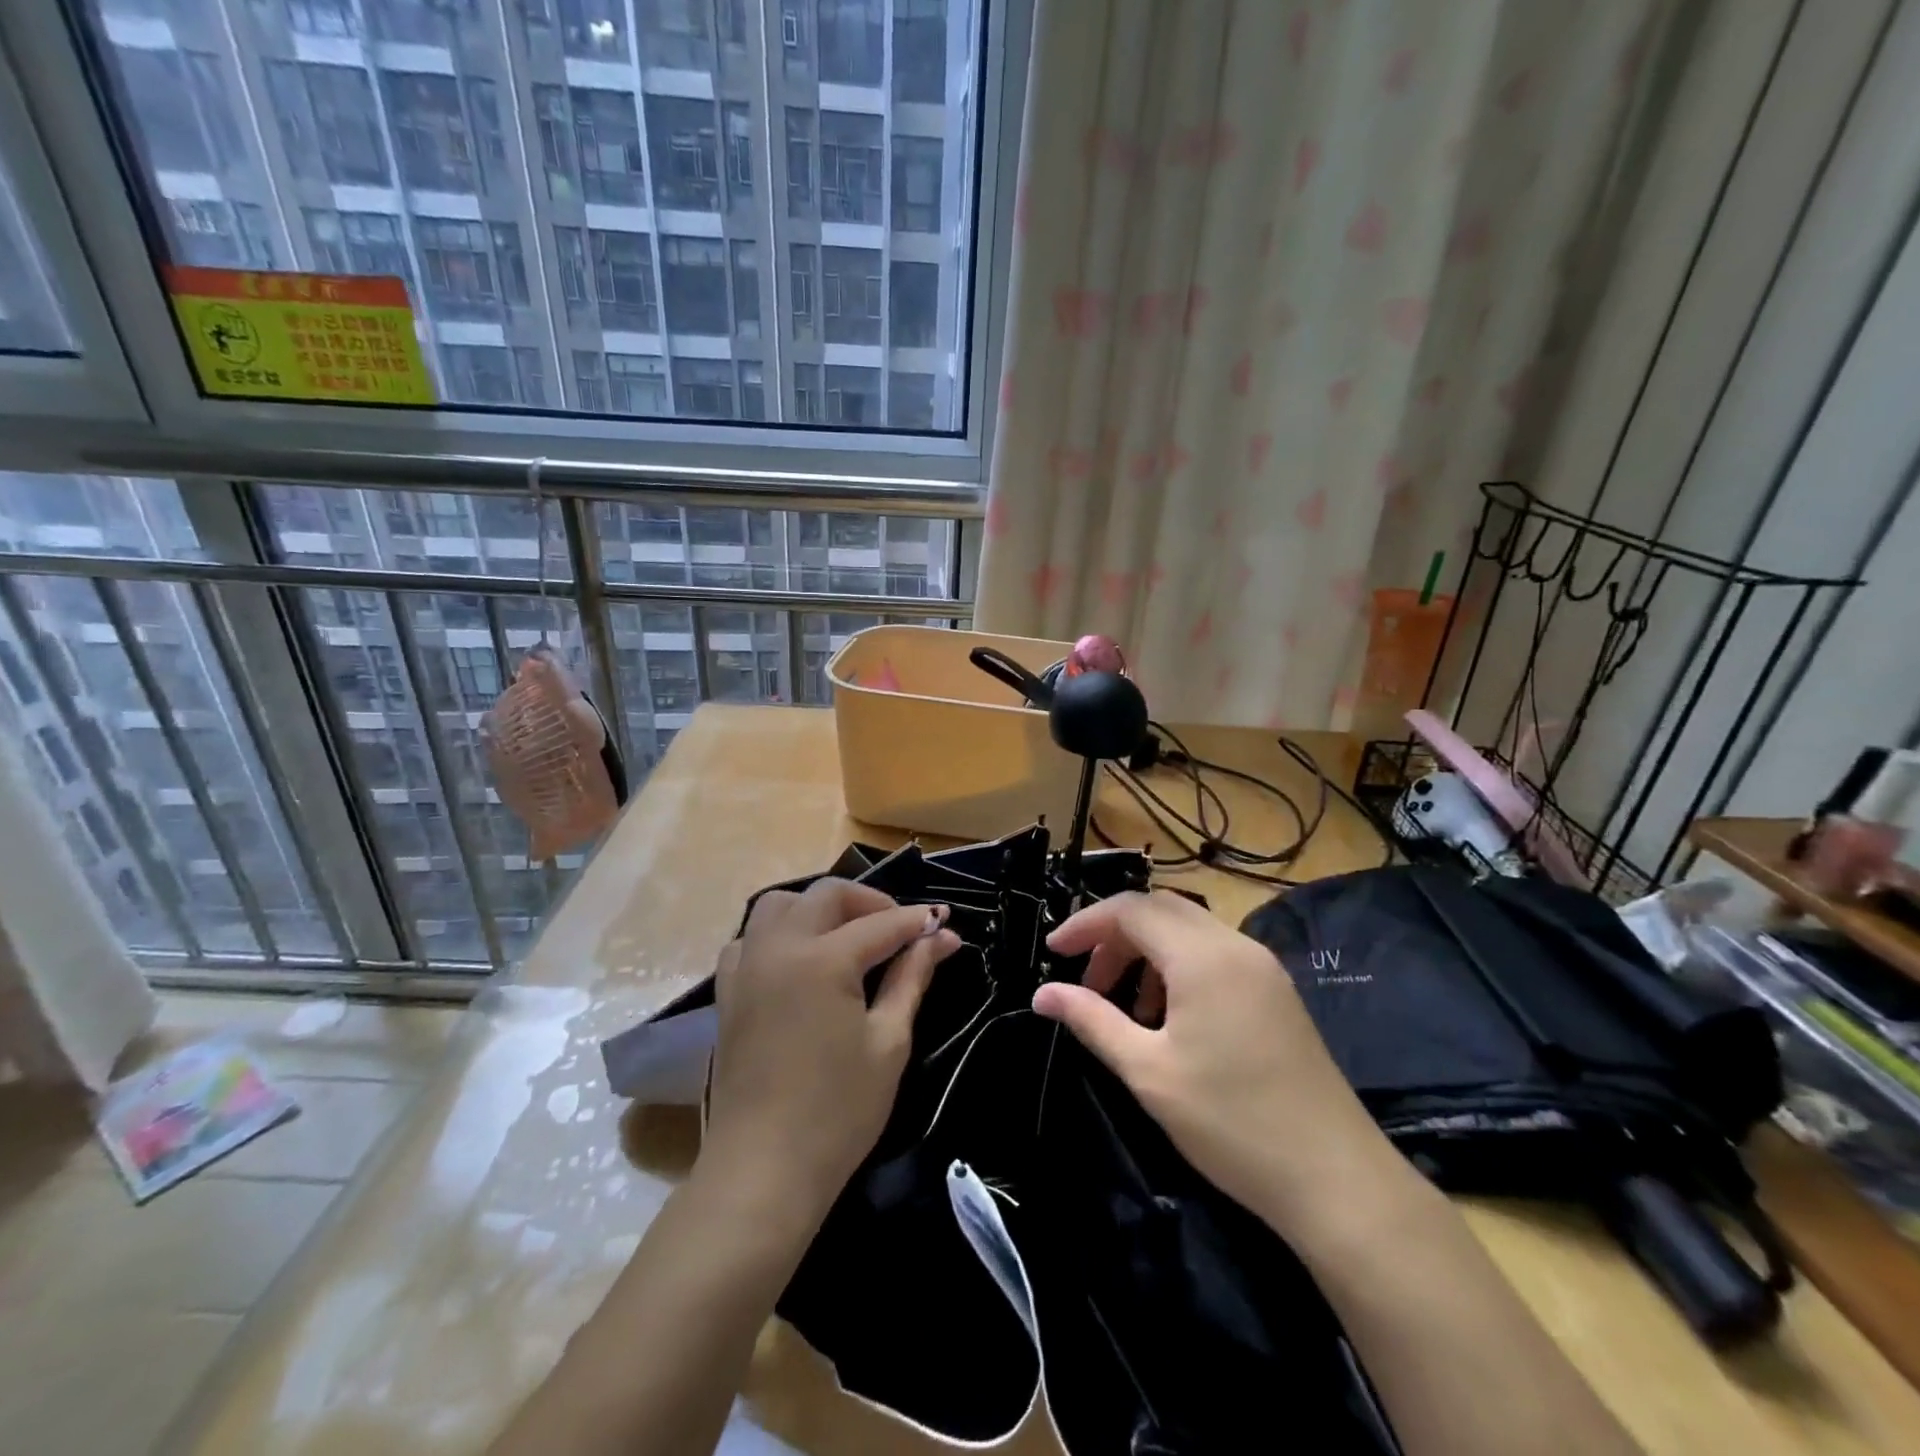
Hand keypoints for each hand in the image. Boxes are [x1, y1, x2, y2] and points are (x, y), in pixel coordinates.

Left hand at [702, 878, 961, 1216]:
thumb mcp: (888, 1042)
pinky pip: (750, 938)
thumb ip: (912, 978)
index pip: (881, 924)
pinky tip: (799, 961)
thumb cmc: (838, 1112)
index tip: (945, 926)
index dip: (917, 922)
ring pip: (779, 905)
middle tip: (900, 931)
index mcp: (823, 959)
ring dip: (818, 908)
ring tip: (847, 937)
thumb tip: (941, 937)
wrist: (763, 1170)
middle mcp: (779, 947)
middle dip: (869, 902)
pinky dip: (778, 933)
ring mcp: (746, 967)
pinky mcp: (727, 992)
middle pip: (827, 895)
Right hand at [1032, 891, 1403, 1242]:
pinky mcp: (1276, 991)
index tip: (1053, 953)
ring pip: (1188, 930)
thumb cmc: (1231, 1122)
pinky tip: (1168, 1018)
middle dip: (1115, 935)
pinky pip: (1214, 954)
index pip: (1130, 909)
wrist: (1336, 1179)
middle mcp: (1234, 945)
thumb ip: (1091, 1020)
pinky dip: (1178, 967)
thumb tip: (1042, 995)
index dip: (1085, 924)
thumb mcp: (1148, 1071)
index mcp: (1202, 956)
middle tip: (1086, 980)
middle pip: (1160, 909)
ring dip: (1146, 951)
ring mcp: (1262, 967)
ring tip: (1124, 1006)